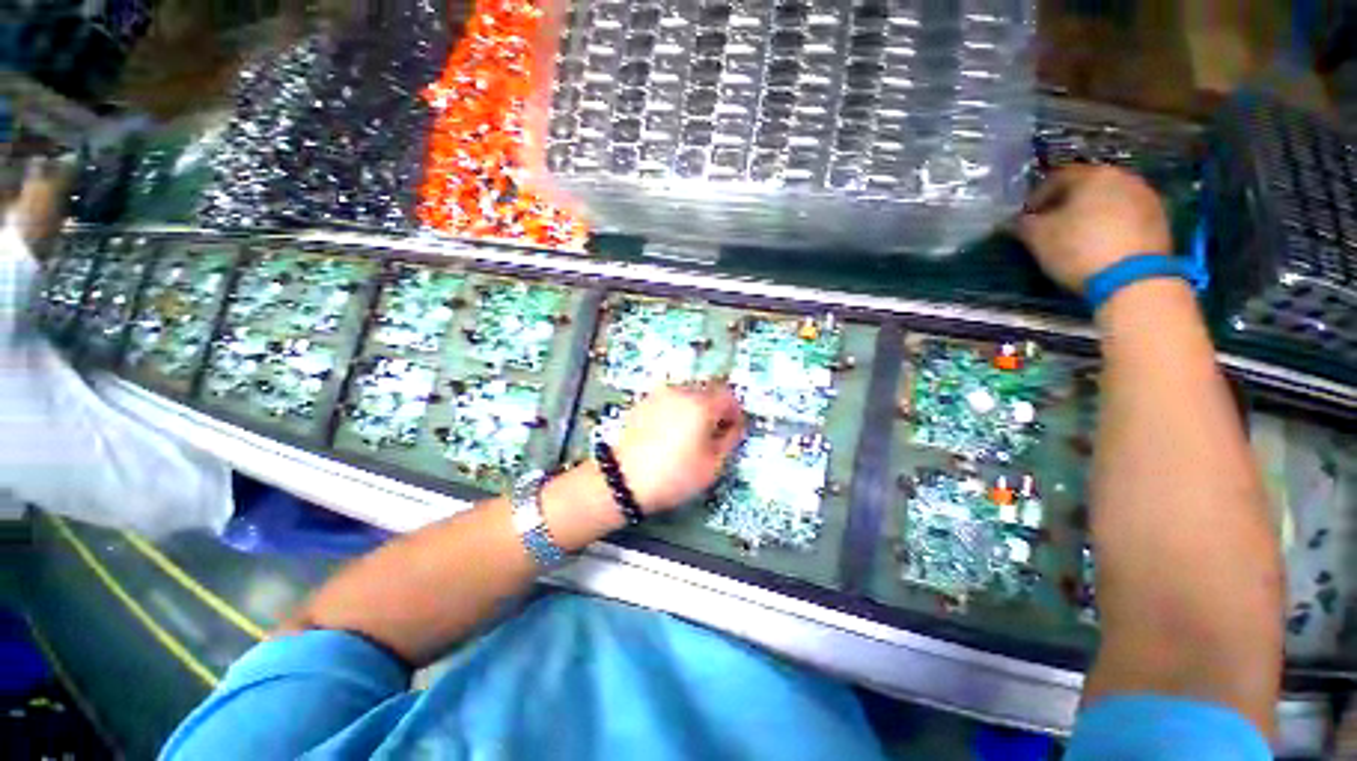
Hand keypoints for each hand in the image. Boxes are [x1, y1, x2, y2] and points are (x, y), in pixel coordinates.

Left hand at [612, 383, 745, 512]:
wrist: (622, 479)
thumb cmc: (674, 475)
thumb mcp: (711, 466)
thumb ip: (730, 441)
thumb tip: (736, 427)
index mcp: (701, 404)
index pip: (728, 396)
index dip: (736, 412)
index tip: (734, 430)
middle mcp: (681, 391)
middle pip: (708, 391)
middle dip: (716, 409)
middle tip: (714, 433)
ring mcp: (660, 394)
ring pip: (689, 393)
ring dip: (697, 408)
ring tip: (692, 434)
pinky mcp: (645, 401)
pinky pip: (671, 399)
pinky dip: (678, 409)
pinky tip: (672, 431)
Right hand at [1016, 165, 1171, 293]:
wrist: (1133, 279)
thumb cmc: (1078, 249)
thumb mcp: (1038, 237)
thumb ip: (1025, 224)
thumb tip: (1020, 220)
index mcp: (1093, 175)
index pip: (1057, 177)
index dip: (1037, 196)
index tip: (1026, 216)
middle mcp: (1124, 178)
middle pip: (1088, 186)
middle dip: (1068, 203)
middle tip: (1051, 224)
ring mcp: (1147, 198)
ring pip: (1110, 200)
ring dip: (1092, 214)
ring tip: (1076, 236)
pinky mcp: (1160, 221)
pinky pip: (1127, 217)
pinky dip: (1111, 225)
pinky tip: (1099, 244)